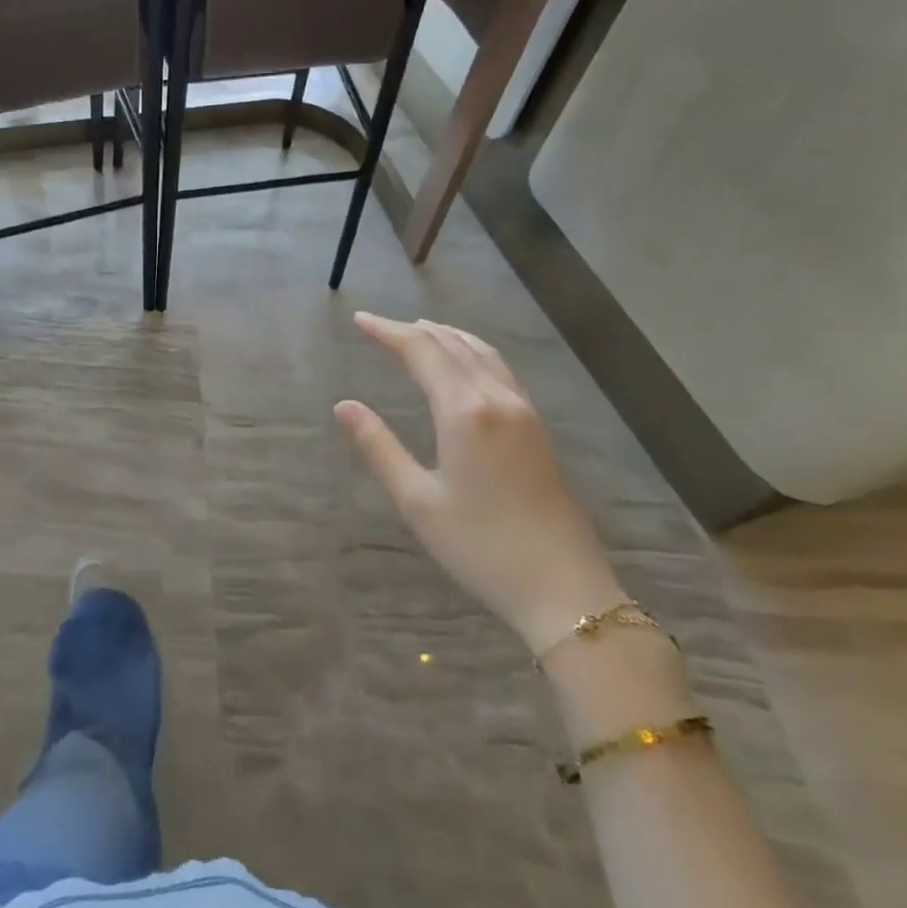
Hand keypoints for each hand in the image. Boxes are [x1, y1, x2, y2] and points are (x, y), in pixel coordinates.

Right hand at [336, 313, 624, 656]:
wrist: (562, 587)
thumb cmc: (480, 546)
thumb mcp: (417, 500)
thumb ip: (379, 447)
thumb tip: (344, 406)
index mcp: (465, 411)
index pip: (422, 352)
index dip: (388, 332)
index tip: (359, 320)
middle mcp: (497, 399)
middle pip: (452, 344)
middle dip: (413, 330)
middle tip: (378, 326)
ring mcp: (523, 411)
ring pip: (481, 353)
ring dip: (446, 335)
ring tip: (418, 331)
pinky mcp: (536, 427)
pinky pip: (499, 369)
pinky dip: (472, 352)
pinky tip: (463, 363)